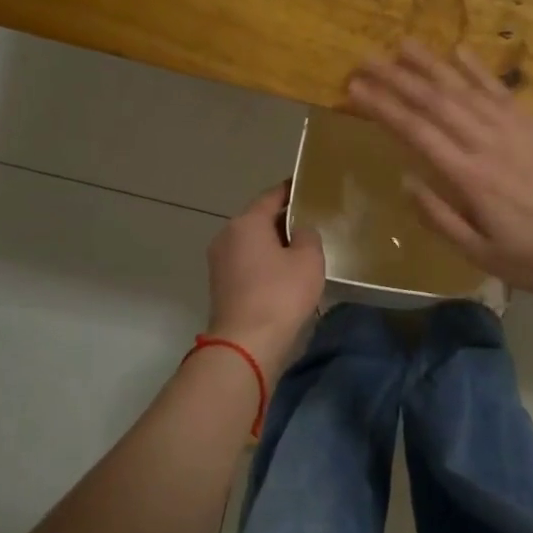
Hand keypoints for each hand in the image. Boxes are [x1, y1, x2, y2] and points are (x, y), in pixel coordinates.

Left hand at [206, 182, 324, 379]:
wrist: (246, 345)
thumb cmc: (280, 295)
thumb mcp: (309, 260)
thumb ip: (308, 236)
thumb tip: (300, 232)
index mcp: (246, 222)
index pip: (272, 196)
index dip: (291, 191)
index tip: (309, 188)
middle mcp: (227, 236)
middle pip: (259, 220)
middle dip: (284, 221)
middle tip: (313, 222)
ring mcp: (220, 263)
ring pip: (253, 244)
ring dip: (274, 245)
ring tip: (303, 251)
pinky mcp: (221, 286)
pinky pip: (248, 264)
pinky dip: (265, 264)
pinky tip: (286, 276)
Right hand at [346, 42, 532, 306]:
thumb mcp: (482, 255)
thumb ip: (441, 219)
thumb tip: (406, 181)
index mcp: (469, 178)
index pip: (415, 132)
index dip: (382, 108)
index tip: (354, 88)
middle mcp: (487, 143)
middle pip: (434, 102)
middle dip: (397, 78)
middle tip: (366, 58)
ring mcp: (516, 129)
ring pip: (465, 88)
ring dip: (432, 65)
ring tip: (404, 45)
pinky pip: (501, 91)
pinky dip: (478, 70)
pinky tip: (460, 52)